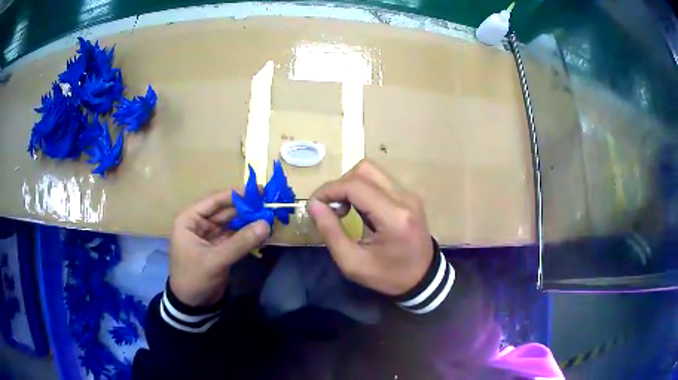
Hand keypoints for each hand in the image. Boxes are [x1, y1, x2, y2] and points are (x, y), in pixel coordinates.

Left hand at [169, 191, 269, 306]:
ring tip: (270, 217)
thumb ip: (240, 242)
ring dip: (249, 222)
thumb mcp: (216, 259)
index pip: (214, 201)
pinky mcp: (220, 249)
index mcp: (190, 220)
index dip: (236, 195)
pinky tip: (263, 234)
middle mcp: (200, 224)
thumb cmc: (195, 277)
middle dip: (246, 209)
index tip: (258, 191)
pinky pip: (235, 237)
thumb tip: (266, 224)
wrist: (192, 305)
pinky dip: (248, 236)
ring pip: (232, 224)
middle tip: (268, 204)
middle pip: (225, 211)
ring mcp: (210, 237)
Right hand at [309, 159, 433, 295]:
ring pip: (372, 171)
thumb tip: (314, 204)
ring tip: (344, 208)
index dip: (329, 190)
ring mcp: (410, 194)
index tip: (315, 205)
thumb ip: (331, 232)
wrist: (423, 278)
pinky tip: (359, 209)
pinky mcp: (409, 196)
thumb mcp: (353, 263)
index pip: (355, 186)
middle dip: (340, 185)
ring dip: (351, 185)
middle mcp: (405, 198)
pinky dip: (363, 189)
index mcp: (393, 217)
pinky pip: (380, 181)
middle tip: (330, 208)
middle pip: (364, 169)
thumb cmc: (388, 276)